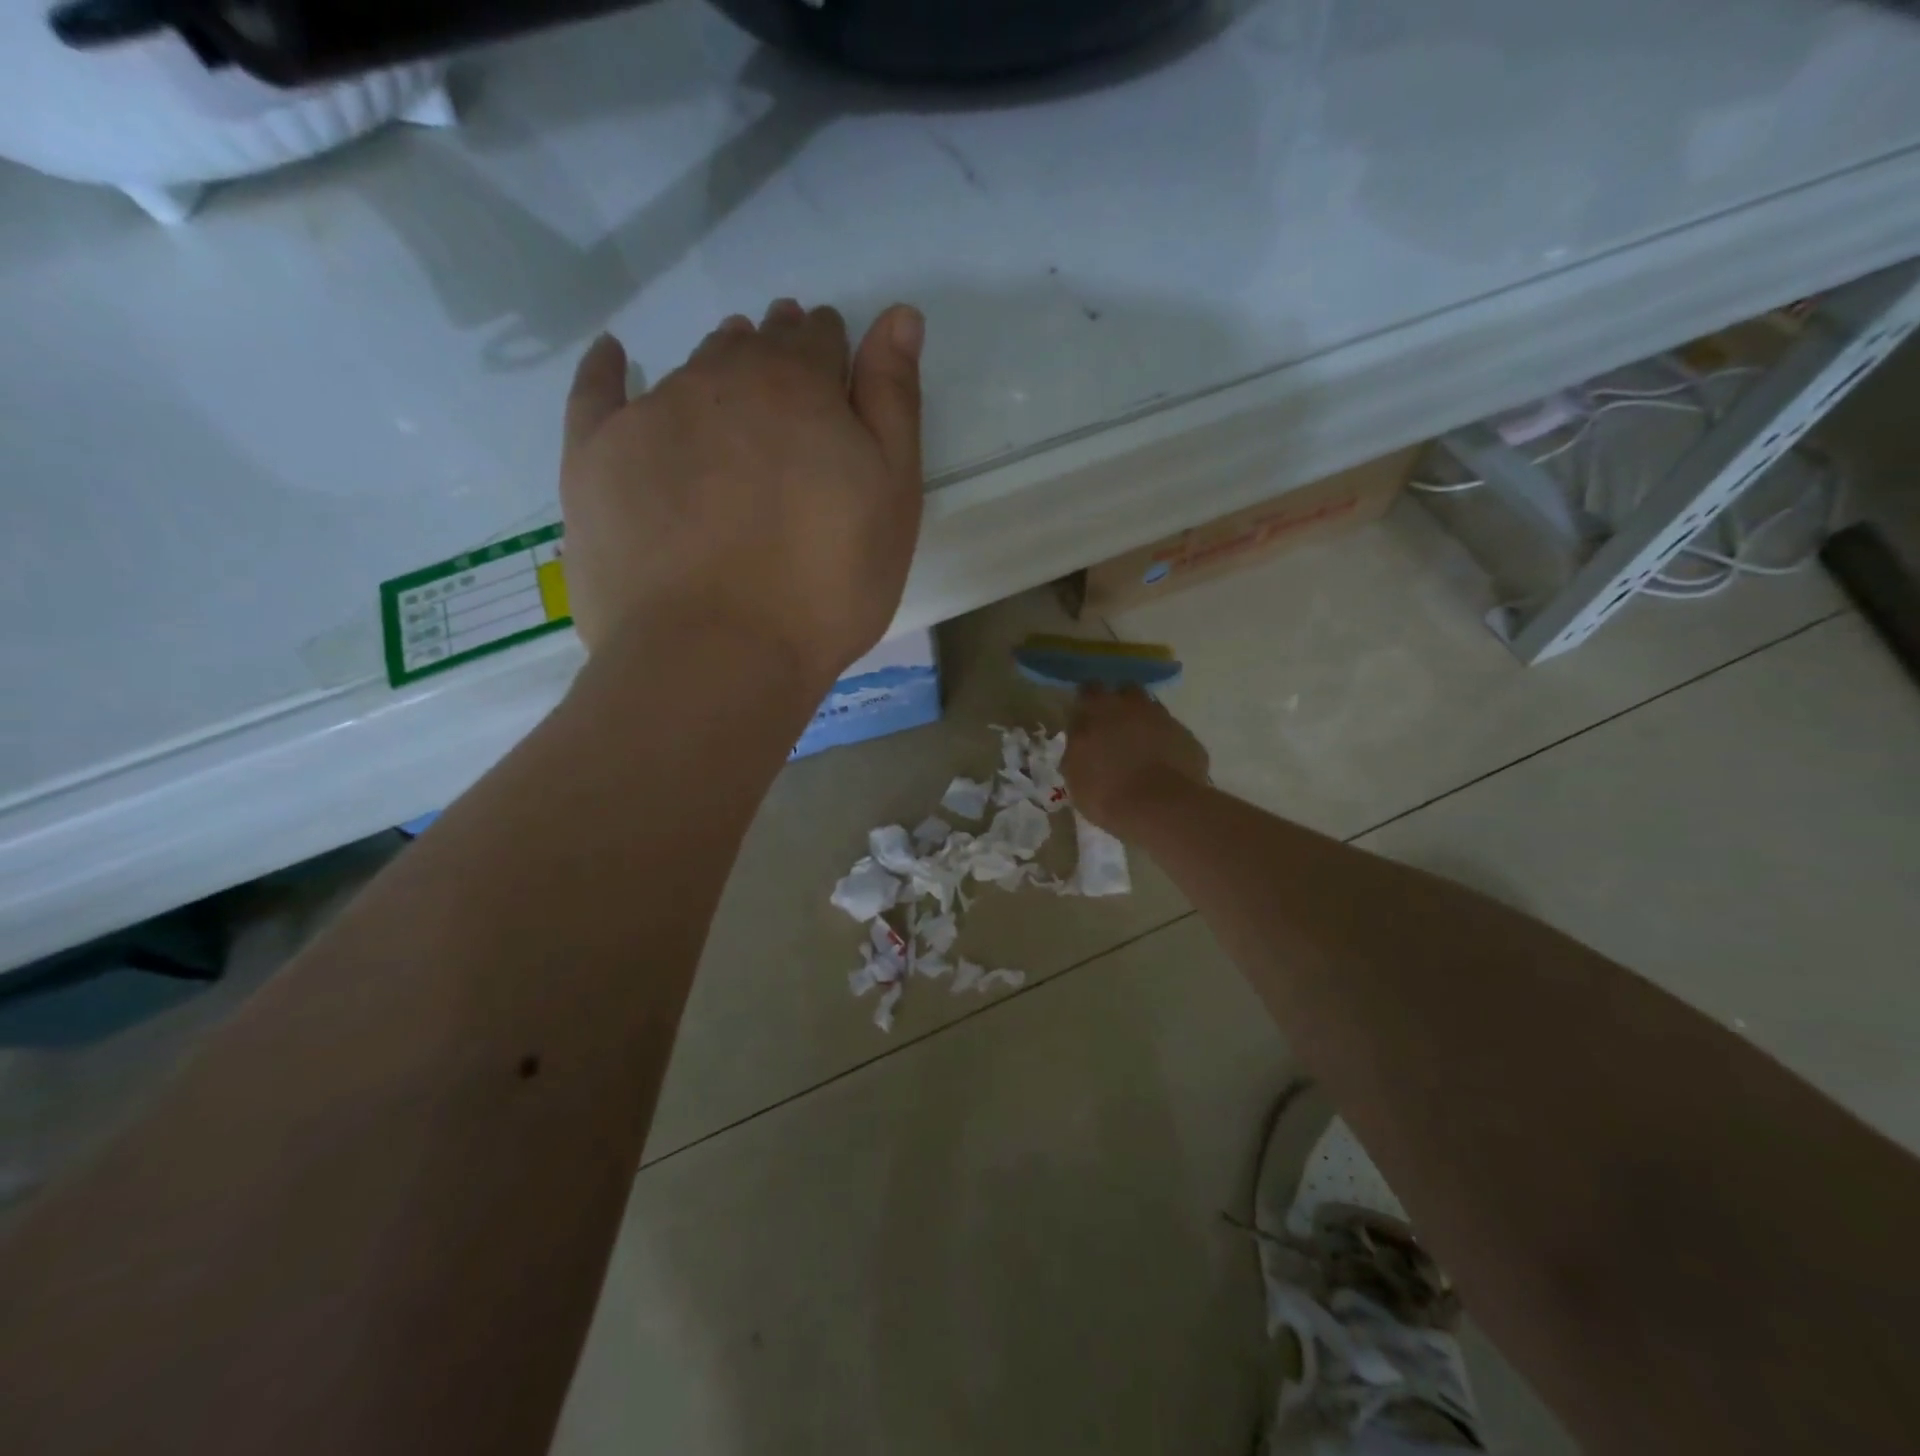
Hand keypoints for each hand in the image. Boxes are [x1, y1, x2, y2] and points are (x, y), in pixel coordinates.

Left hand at [559, 298, 925, 690]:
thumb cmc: (827, 586)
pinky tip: (616, 358)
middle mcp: (722, 379)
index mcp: (800, 386)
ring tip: (728, 394)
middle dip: (776, 355)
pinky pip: (596, 391)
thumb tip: (899, 313)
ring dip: (717, 369)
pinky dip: (608, 369)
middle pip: (755, 347)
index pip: (820, 339)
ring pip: (691, 368)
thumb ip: (894, 403)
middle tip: (787, 390)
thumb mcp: (892, 498)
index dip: (833, 353)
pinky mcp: (594, 457)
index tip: (836, 379)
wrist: (717, 655)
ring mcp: (651, 414)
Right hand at [1063, 686, 1210, 833]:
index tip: (1085, 718)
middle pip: (1125, 691)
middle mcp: (1132, 705)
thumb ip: (1076, 751)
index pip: (1089, 690)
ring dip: (1144, 722)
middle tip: (1114, 729)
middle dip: (1119, 705)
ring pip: (1151, 710)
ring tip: (1139, 749)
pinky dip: (1165, 744)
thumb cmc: (1107, 793)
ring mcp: (1164, 718)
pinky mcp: (1188, 737)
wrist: (1162, 808)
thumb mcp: (1074, 777)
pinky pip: (1172, 734)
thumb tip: (1079, 742)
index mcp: (1098, 710)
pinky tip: (1162, 766)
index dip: (1087, 703)